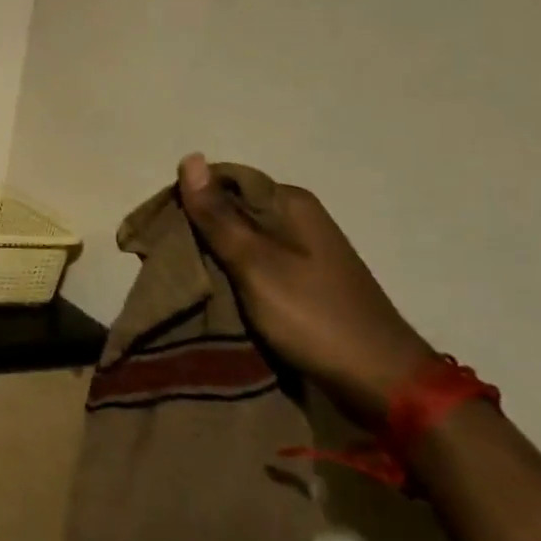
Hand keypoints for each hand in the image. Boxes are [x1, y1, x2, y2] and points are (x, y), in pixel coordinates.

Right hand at [177, 153, 437, 430]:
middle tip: (166, 260)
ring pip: (241, 239)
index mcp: (290, 202)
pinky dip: (232, 275)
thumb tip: (190, 158)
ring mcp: (304, 250)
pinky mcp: (304, 280)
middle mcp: (298, 217)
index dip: (187, 200)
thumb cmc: (314, 317)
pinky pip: (256, 264)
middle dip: (197, 230)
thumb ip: (218, 216)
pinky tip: (214, 292)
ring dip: (212, 255)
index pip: (222, 181)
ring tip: (183, 279)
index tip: (158, 231)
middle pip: (231, 209)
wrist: (382, 382)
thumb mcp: (256, 264)